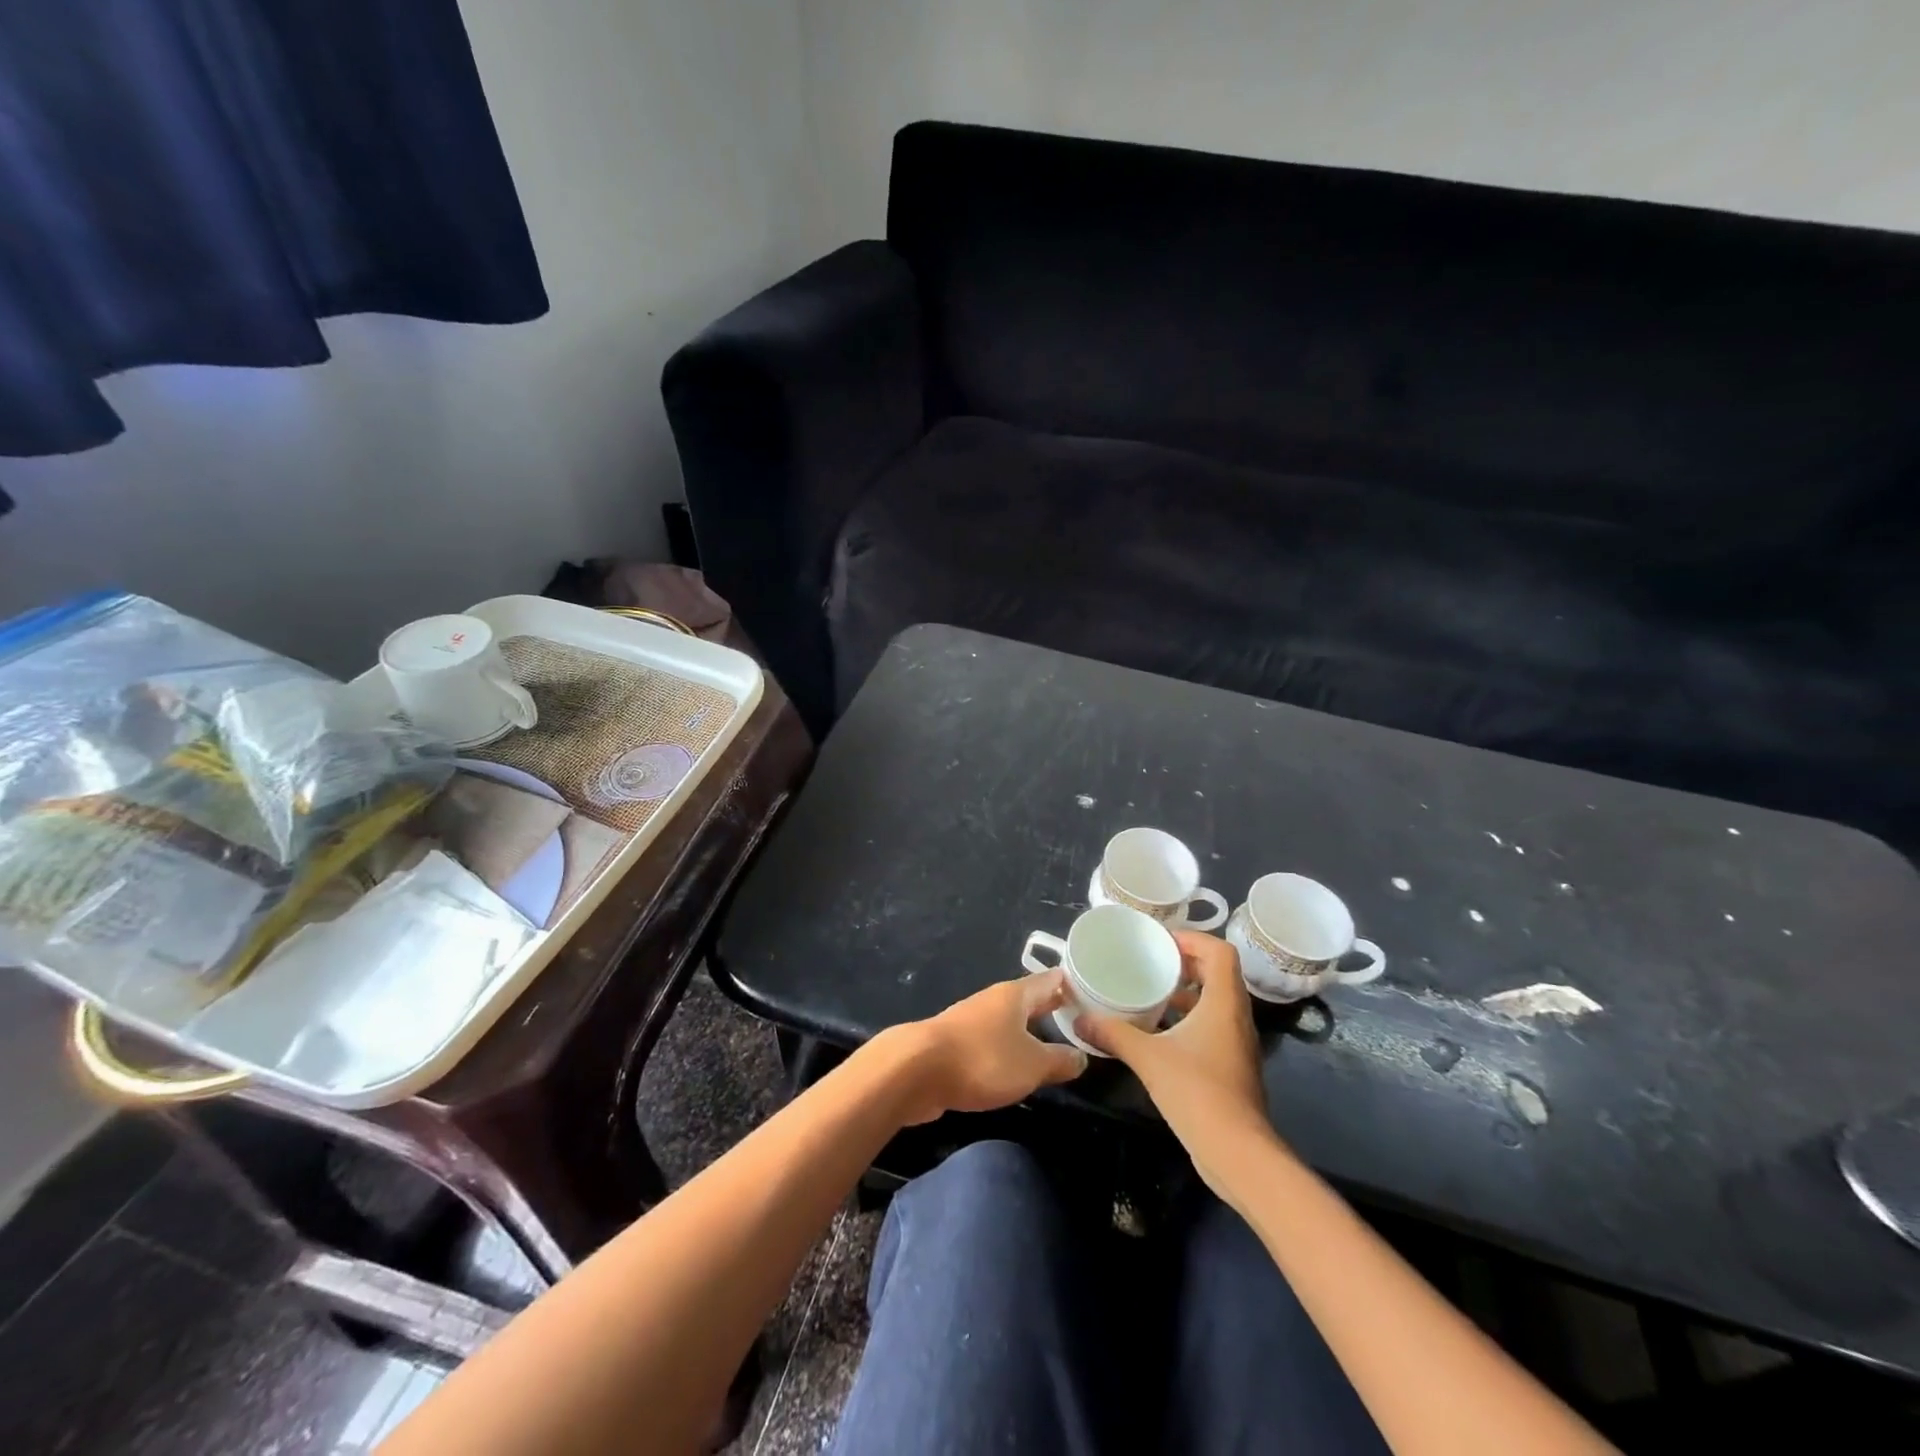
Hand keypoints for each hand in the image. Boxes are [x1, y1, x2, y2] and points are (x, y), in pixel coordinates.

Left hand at [897, 970, 1088, 1123]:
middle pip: (1030, 999)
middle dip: (1053, 1007)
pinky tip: (1015, 1066)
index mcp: (1015, 995)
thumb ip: (1059, 1060)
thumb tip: (1082, 1056)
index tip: (1097, 991)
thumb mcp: (1032, 1064)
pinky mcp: (955, 1045)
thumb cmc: (982, 1059)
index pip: (1052, 980)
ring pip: (1009, 1021)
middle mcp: (993, 1001)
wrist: (916, 1070)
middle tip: (1083, 1018)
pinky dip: (1008, 1049)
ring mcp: (971, 1021)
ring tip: (1053, 1045)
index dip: (1074, 985)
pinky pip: (991, 1041)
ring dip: (1029, 1030)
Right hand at [1075, 931, 1275, 1184]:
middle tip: (1151, 962)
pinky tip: (1159, 1032)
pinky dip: (1189, 1019)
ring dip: (1187, 992)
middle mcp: (1236, 1017)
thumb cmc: (1198, 1092)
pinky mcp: (1231, 1066)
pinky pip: (1212, 1026)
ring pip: (1215, 1002)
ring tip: (1151, 992)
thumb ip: (1113, 1034)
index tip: (1161, 942)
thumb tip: (1079, 1019)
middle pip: (1218, 974)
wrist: (1238, 1153)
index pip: (1220, 952)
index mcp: (1224, 1003)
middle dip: (1186, 963)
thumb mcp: (1148, 1057)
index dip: (1193, 939)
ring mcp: (1237, 1044)